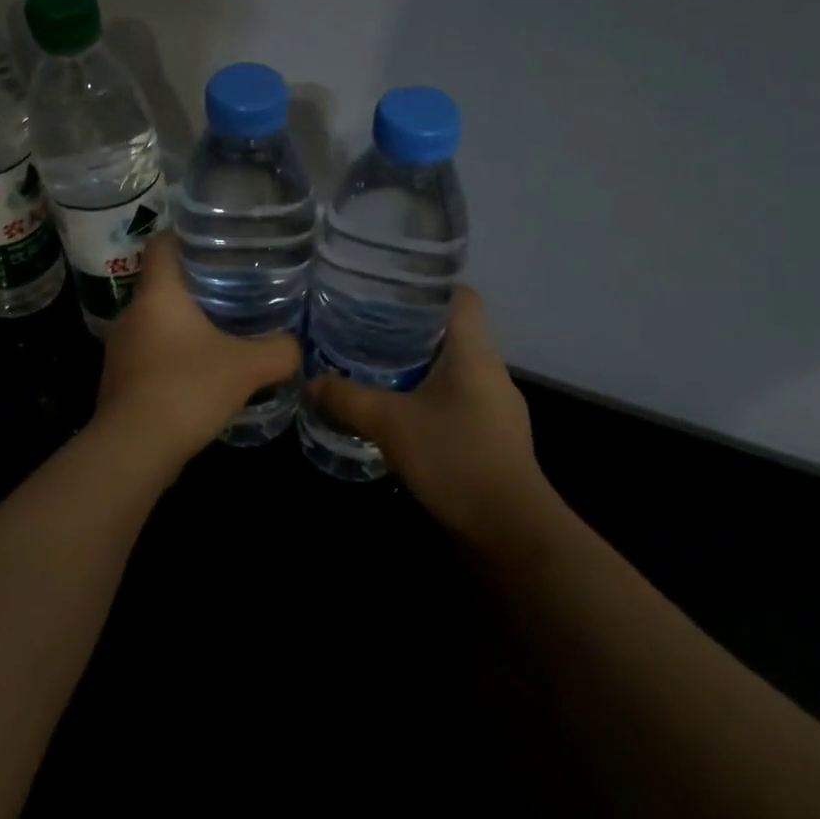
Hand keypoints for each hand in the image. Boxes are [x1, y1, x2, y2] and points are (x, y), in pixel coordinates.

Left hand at [93, 231, 301, 466]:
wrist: (134, 450)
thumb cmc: (187, 389)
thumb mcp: (247, 367)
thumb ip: (279, 351)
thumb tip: (295, 346)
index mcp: (157, 294)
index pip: (161, 244)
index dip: (184, 236)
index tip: (214, 241)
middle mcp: (131, 314)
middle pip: (162, 285)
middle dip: (195, 286)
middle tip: (234, 289)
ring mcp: (120, 349)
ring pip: (155, 323)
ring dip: (183, 326)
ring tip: (221, 333)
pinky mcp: (119, 380)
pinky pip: (150, 355)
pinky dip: (172, 357)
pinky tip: (199, 374)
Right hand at [304, 288, 550, 546]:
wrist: (509, 532)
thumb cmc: (455, 458)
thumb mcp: (390, 423)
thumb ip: (347, 398)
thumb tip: (310, 381)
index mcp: (474, 352)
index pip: (462, 296)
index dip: (429, 286)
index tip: (389, 290)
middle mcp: (489, 372)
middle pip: (452, 332)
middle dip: (409, 329)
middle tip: (364, 328)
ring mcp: (495, 407)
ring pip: (452, 370)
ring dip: (417, 367)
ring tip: (372, 367)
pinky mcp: (491, 438)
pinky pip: (456, 402)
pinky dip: (427, 399)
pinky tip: (397, 414)